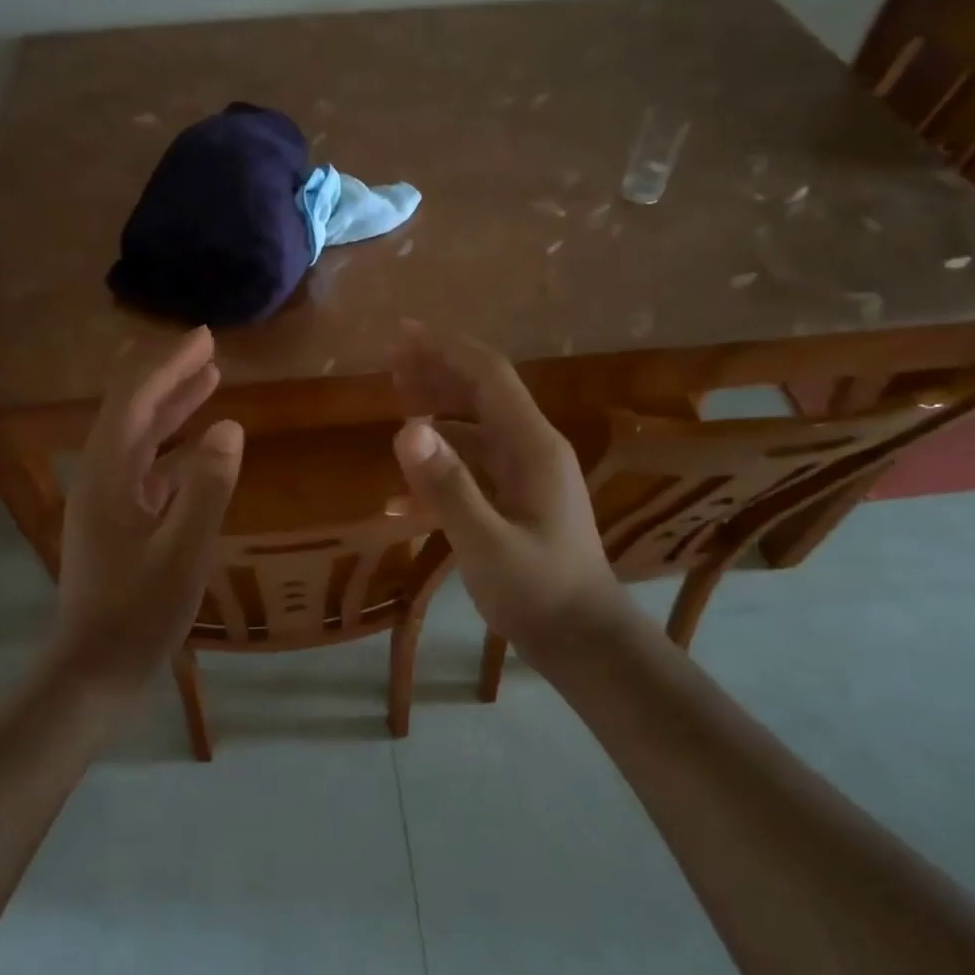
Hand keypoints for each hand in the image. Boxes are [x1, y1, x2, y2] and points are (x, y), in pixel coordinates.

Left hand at [55, 327, 243, 686]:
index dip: (168, 364)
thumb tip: (230, 427)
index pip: (135, 400)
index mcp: (108, 475)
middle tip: (209, 349)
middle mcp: (102, 476)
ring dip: (174, 406)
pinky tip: (202, 445)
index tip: (205, 339)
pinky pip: (149, 466)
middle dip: (170, 375)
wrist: (96, 669)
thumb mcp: (184, 551)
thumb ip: (207, 487)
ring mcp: (109, 499)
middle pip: (134, 410)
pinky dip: (176, 445)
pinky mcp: (120, 519)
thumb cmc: (139, 613)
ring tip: (210, 379)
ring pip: (142, 436)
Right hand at [390, 323, 621, 647]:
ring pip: (476, 423)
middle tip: (390, 356)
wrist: (584, 641)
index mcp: (532, 445)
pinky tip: (405, 480)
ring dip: (438, 404)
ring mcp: (525, 473)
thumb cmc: (540, 593)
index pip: (488, 375)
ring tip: (396, 394)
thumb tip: (407, 429)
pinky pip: (474, 461)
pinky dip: (441, 456)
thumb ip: (449, 487)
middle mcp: (531, 448)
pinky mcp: (516, 497)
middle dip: (438, 368)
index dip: (446, 348)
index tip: (403, 333)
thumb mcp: (488, 544)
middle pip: (482, 391)